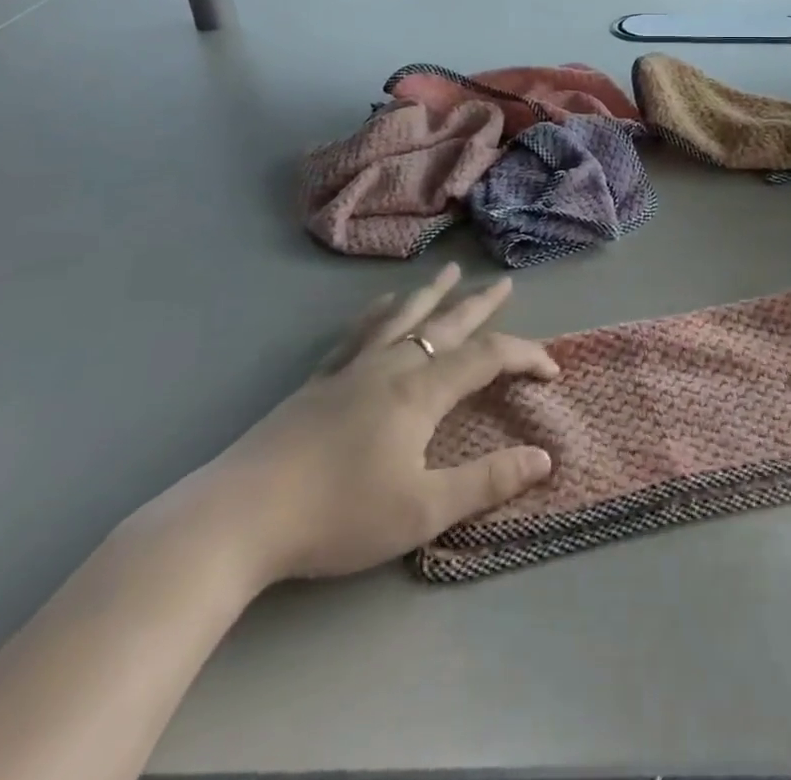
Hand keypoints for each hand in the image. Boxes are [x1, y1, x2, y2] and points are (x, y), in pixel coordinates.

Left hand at [177, 263, 559, 587]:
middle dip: (480, 304)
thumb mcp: (423, 510)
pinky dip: (377, 313)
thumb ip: (487, 481)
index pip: (488, 357)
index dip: (525, 356)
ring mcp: (351, 369)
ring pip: (402, 317)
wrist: (238, 518)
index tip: (552, 370)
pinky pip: (357, 333)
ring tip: (448, 272)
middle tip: (505, 283)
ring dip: (431, 294)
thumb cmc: (338, 515)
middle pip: (447, 324)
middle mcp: (392, 366)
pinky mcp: (318, 382)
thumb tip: (544, 457)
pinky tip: (381, 303)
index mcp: (422, 390)